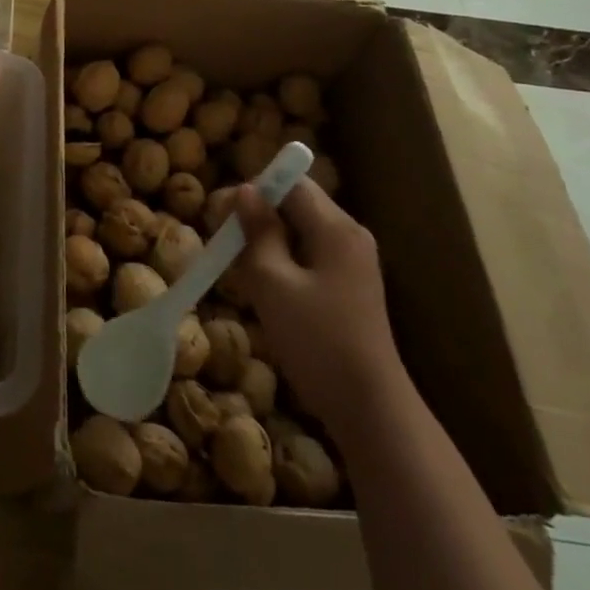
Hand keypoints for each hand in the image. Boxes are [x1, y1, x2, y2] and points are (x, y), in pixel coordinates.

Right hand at [224, 180, 404, 442]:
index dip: (253, 189)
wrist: (368, 407)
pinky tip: (263, 287)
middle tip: (224, 246)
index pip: (290, 182)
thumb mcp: (273, 283)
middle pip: (294, 203)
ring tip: (238, 269)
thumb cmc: (317, 340)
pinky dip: (281, 260)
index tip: (220, 215)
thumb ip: (257, 232)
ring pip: (298, 230)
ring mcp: (351, 261)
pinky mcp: (347, 285)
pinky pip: (307, 254)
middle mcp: (348, 235)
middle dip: (256, 217)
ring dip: (265, 241)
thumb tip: (245, 190)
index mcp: (336, 228)